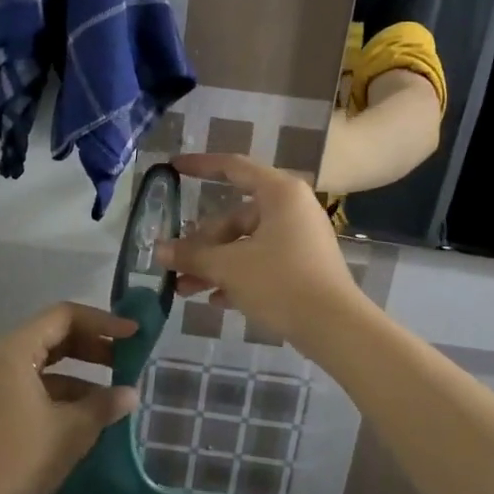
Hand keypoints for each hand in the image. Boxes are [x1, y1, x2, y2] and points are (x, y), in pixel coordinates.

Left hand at [0, 302, 140, 493]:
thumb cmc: (22, 458)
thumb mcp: (72, 430)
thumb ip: (105, 405)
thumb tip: (131, 393)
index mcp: (16, 351)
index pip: (64, 316)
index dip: (102, 322)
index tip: (133, 334)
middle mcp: (2, 357)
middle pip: (54, 334)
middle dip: (93, 344)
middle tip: (127, 357)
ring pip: (46, 360)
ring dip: (81, 369)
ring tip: (114, 388)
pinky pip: (36, 382)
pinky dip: (64, 389)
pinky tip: (89, 410)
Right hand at [156, 154, 363, 346]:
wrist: (334, 327)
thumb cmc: (280, 282)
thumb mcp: (228, 267)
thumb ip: (192, 255)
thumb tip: (159, 250)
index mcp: (279, 193)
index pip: (233, 168)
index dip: (200, 166)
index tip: (173, 167)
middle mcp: (291, 209)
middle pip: (235, 217)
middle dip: (201, 243)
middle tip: (174, 262)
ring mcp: (299, 239)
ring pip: (245, 244)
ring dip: (214, 265)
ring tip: (184, 289)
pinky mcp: (303, 267)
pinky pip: (262, 263)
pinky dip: (238, 277)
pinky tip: (215, 301)